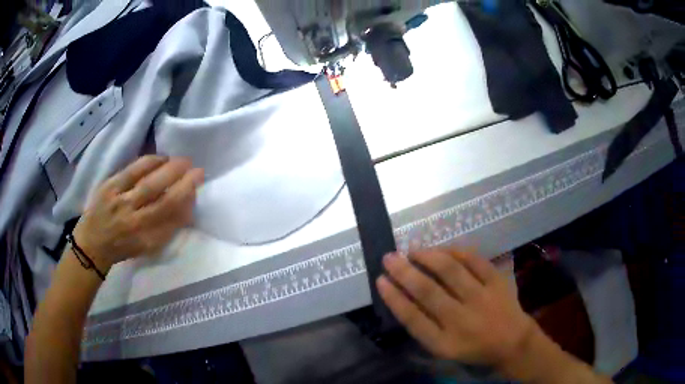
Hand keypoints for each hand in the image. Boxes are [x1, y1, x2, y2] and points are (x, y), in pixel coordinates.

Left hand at [72, 156, 203, 270]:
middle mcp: (134, 222)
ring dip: (169, 169)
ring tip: (181, 161)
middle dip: (183, 181)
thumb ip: (167, 228)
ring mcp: (120, 202)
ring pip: (148, 183)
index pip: (171, 217)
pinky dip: (149, 162)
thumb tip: (188, 206)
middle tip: (196, 169)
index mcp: (145, 239)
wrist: (93, 243)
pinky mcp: (109, 187)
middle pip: (163, 199)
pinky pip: (132, 171)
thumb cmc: (123, 247)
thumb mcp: (147, 246)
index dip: (187, 198)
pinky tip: (160, 158)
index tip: (198, 185)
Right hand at [377, 248, 535, 368]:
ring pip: (450, 271)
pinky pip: (474, 260)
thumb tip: (402, 297)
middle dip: (404, 272)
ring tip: (413, 250)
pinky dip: (455, 251)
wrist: (512, 342)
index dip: (394, 298)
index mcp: (444, 342)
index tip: (380, 280)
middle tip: (389, 257)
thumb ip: (423, 328)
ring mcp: (481, 298)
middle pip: (428, 292)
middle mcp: (462, 320)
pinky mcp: (497, 282)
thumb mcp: (443, 349)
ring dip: (427, 257)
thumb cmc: (473, 348)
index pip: (413, 318)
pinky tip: (442, 248)